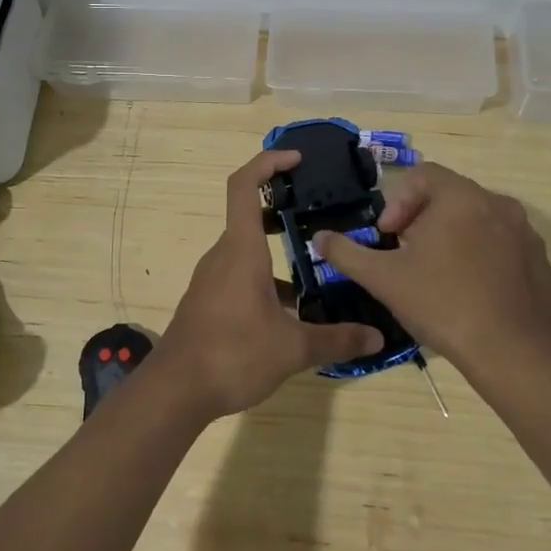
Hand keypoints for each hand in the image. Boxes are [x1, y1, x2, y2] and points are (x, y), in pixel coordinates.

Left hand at [152, 150, 384, 419]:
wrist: (175, 391)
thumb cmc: (232, 354)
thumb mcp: (292, 349)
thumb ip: (336, 339)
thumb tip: (376, 337)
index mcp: (241, 250)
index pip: (244, 186)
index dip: (268, 163)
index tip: (297, 159)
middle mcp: (223, 255)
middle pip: (250, 216)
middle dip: (283, 209)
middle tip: (319, 213)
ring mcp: (212, 278)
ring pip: (248, 250)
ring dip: (277, 251)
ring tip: (317, 266)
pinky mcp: (209, 301)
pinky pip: (240, 274)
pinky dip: (266, 279)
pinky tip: (291, 310)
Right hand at [314, 162, 550, 377]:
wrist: (512, 352)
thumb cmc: (442, 303)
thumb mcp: (383, 278)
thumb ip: (346, 253)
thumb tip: (319, 238)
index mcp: (461, 197)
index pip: (424, 175)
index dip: (398, 201)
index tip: (389, 235)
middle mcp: (498, 203)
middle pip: (451, 196)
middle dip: (423, 219)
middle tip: (407, 253)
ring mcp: (525, 233)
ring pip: (479, 220)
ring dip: (453, 235)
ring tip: (437, 272)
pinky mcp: (541, 261)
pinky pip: (504, 245)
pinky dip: (483, 256)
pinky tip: (470, 290)